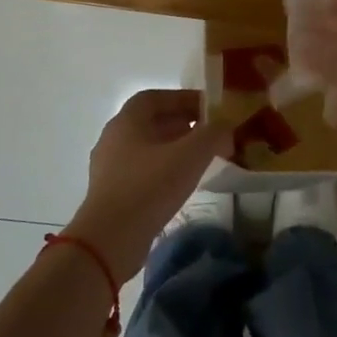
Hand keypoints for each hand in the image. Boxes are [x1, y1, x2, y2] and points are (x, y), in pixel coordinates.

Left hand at [65, 89, 229, 280]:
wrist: (110, 240)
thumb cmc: (149, 187)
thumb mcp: (190, 155)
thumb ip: (213, 134)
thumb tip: (226, 127)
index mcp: (127, 121)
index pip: (156, 97)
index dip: (184, 98)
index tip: (210, 108)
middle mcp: (114, 138)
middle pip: (152, 121)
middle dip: (183, 123)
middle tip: (211, 133)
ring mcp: (110, 167)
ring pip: (148, 147)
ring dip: (175, 148)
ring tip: (201, 159)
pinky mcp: (113, 193)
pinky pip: (143, 170)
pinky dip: (164, 169)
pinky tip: (182, 184)